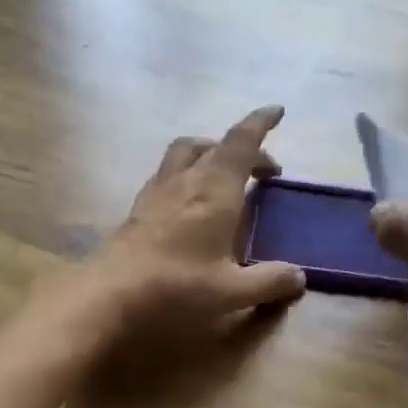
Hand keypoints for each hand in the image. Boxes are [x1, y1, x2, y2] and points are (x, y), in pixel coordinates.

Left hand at [79, 105, 307, 337]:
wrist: (108, 296)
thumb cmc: (177, 287)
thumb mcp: (232, 291)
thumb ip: (269, 282)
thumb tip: (299, 277)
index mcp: (215, 190)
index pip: (242, 142)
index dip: (260, 123)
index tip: (277, 110)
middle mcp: (186, 181)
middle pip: (214, 145)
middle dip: (242, 149)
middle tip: (262, 172)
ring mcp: (157, 192)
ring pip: (184, 154)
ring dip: (209, 154)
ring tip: (223, 178)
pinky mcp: (137, 210)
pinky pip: (166, 176)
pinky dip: (185, 175)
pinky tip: (187, 203)